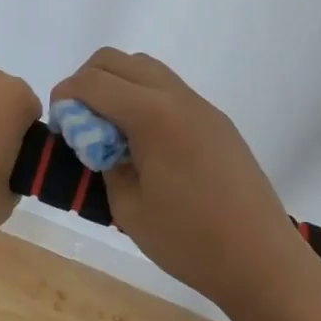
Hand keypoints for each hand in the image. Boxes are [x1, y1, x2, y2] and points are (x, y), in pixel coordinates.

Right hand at [52, 49, 304, 317]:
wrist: (262, 260)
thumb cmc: (190, 241)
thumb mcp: (129, 208)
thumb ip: (104, 162)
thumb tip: (96, 140)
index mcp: (152, 115)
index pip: (93, 82)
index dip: (65, 95)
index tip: (58, 124)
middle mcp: (175, 96)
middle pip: (116, 60)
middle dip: (87, 81)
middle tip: (80, 122)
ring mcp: (200, 104)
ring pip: (144, 66)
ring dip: (117, 84)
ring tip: (111, 129)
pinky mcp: (215, 119)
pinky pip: (169, 88)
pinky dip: (144, 97)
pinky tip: (145, 140)